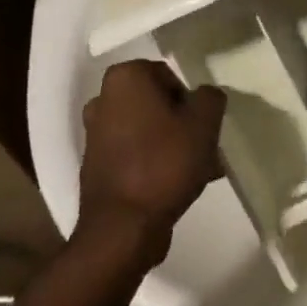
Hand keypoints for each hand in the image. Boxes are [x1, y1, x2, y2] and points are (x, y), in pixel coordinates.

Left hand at [78, 61, 226, 260]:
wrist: (123, 229)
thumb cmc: (164, 163)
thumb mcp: (204, 122)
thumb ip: (211, 97)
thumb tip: (205, 97)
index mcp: (125, 78)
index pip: (169, 76)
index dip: (190, 99)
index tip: (202, 124)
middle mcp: (103, 99)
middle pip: (158, 104)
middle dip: (182, 122)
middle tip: (205, 147)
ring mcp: (96, 135)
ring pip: (148, 130)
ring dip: (173, 144)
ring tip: (200, 171)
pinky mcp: (96, 166)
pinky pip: (135, 154)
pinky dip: (155, 162)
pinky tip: (179, 185)